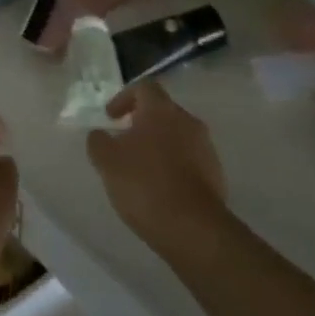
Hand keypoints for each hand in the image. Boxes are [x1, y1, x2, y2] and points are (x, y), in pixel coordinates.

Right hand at [86, 81, 228, 255]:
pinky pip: (190, 159)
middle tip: (123, 143)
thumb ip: (98, 141)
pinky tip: (160, 188)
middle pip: (162, 111)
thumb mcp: (107, 162)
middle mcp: (187, 120)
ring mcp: (205, 147)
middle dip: (141, 123)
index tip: (110, 117)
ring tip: (141, 169)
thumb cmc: (145, 184)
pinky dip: (174, 166)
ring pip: (177, 135)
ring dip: (159, 145)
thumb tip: (99, 134)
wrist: (194, 228)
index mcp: (161, 110)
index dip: (124, 98)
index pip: (144, 87)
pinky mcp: (216, 173)